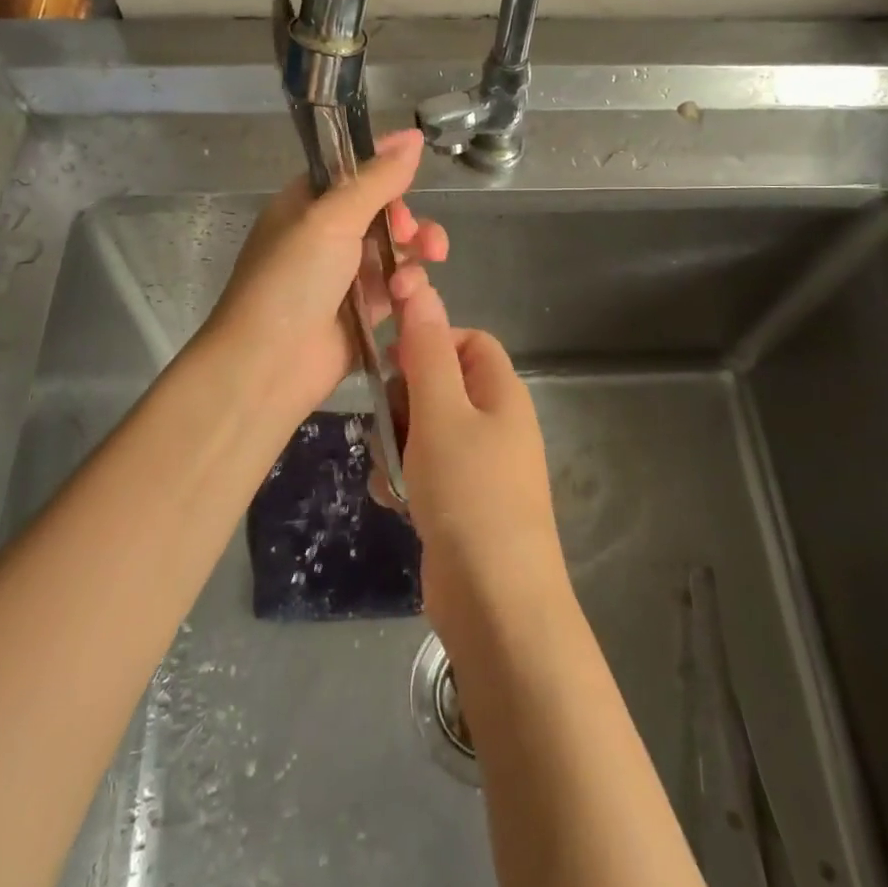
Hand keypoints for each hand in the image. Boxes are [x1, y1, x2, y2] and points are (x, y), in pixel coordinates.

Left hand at [204, 129, 447, 418]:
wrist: (269, 363)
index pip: (351, 173)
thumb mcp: (332, 218)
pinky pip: (397, 288)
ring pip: (395, 250)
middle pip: (381, 213)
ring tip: (427, 261)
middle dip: (408, 218)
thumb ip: (376, 179)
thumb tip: (412, 137)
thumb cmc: (292, 280)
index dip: (384, 168)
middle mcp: (324, 236)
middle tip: (415, 234)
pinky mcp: (362, 313)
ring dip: (415, 252)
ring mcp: (343, 276)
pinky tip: (409, 296)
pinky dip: (409, 287)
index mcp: (305, 204)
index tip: (416, 166)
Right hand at [388, 274, 568, 645]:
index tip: (392, 363)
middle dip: (405, 399)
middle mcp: (496, 423)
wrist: (495, 601)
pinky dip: (406, 479)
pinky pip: (425, 471)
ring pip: (425, 430)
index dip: (429, 341)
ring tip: (390, 470)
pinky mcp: (461, 502)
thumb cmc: (470, 492)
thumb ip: (426, 349)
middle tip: (385, 421)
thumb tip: (421, 285)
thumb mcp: (441, 412)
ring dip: (398, 443)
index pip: (467, 341)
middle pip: (441, 384)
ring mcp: (480, 466)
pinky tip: (395, 500)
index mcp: (501, 392)